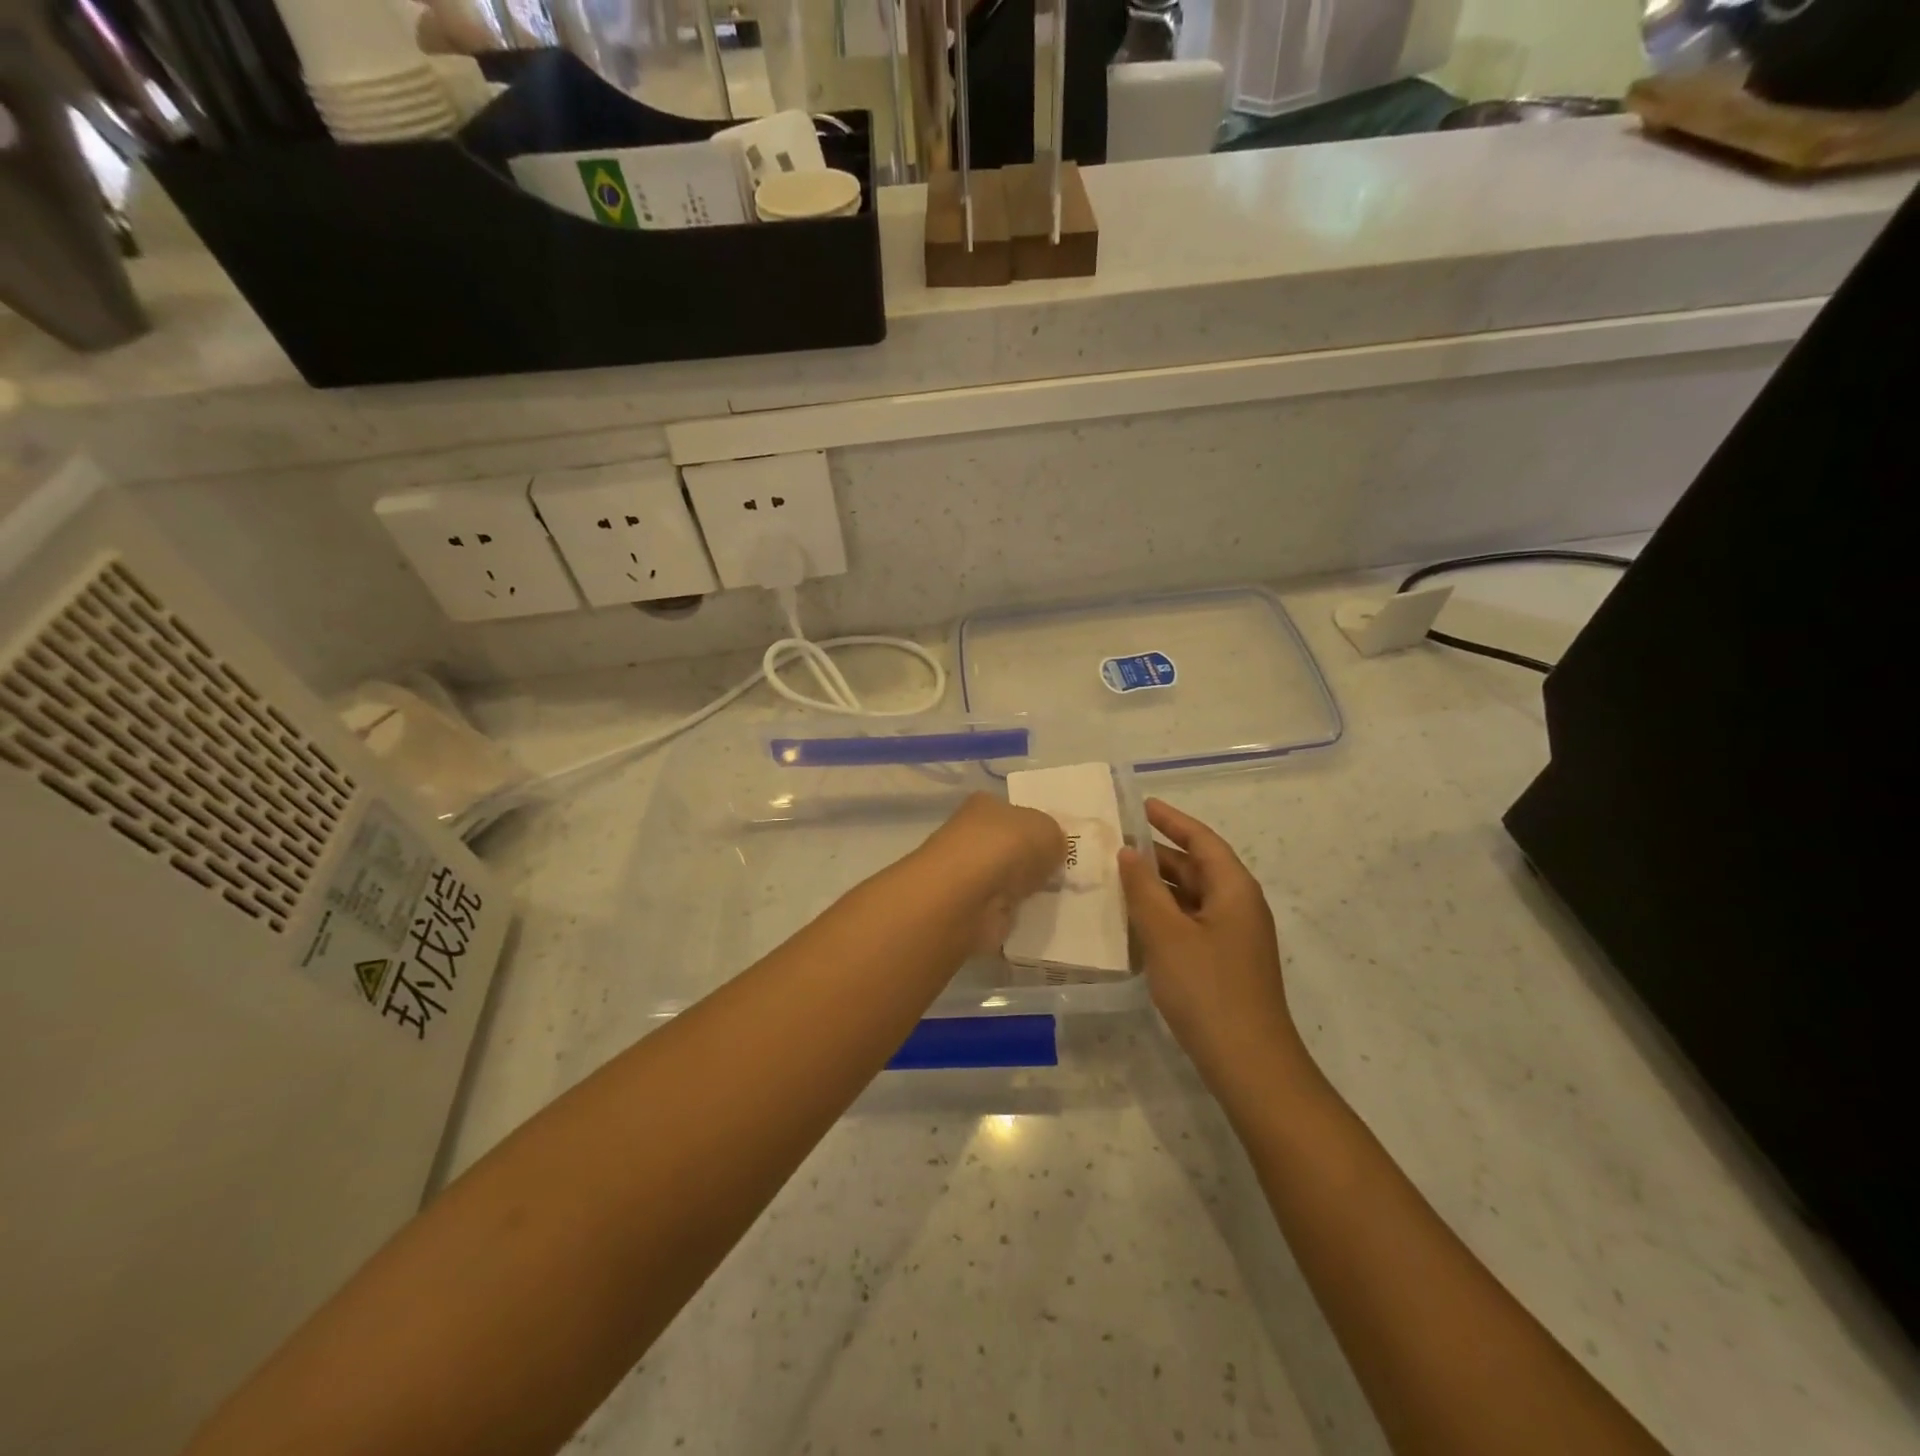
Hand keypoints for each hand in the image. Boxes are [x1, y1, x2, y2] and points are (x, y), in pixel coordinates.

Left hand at [917, 793, 1067, 952]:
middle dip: (1034, 861)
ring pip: (1007, 878)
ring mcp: (969, 874)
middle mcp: (972, 835)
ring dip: (1026, 889)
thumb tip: (1052, 849)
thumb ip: (1055, 837)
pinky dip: (1017, 913)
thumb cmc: (1005, 848)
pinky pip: (1003, 908)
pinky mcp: (970, 908)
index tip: (1061, 846)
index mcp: (985, 805)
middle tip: (1065, 874)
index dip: (1038, 827)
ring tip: (1058, 897)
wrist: (967, 898)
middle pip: (1011, 846)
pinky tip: (1037, 917)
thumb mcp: (1047, 830)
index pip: (1015, 812)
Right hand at [1117, 799, 1314, 1089]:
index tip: (1140, 804)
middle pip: (1197, 867)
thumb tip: (1128, 853)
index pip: (1201, 840)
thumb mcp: (1167, 934)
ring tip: (1116, 877)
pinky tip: (1133, 921)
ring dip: (1158, 886)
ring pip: (1192, 897)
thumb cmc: (1208, 989)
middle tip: (1115, 843)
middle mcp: (1239, 906)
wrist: (1248, 1063)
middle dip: (1158, 853)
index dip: (1171, 820)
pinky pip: (1191, 922)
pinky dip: (1164, 914)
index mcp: (1234, 889)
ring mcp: (1233, 937)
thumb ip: (1144, 890)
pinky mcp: (1224, 962)